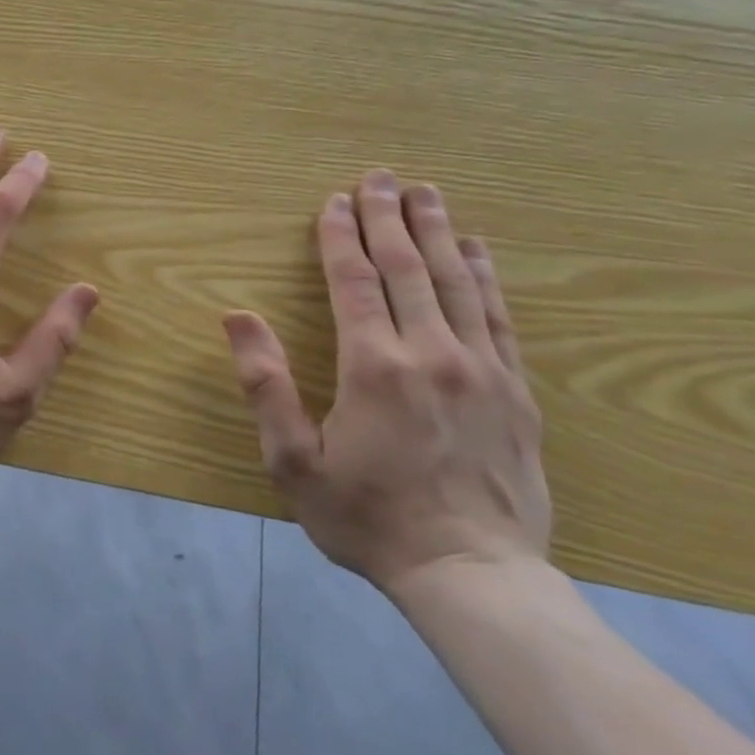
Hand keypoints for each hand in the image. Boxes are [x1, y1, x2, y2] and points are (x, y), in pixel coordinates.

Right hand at [222, 170, 549, 593]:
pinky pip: (500, 317)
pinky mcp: (517, 391)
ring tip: (426, 193)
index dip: (340, 236)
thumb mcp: (292, 461)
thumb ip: (265, 384)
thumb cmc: (366, 517)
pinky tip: (478, 250)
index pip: (354, 281)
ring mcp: (482, 370)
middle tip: (380, 177)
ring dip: (439, 232)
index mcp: (373, 367)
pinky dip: (487, 276)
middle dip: (389, 218)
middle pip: (408, 268)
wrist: (473, 576)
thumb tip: (237, 316)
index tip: (333, 201)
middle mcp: (432, 354)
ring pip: (458, 282)